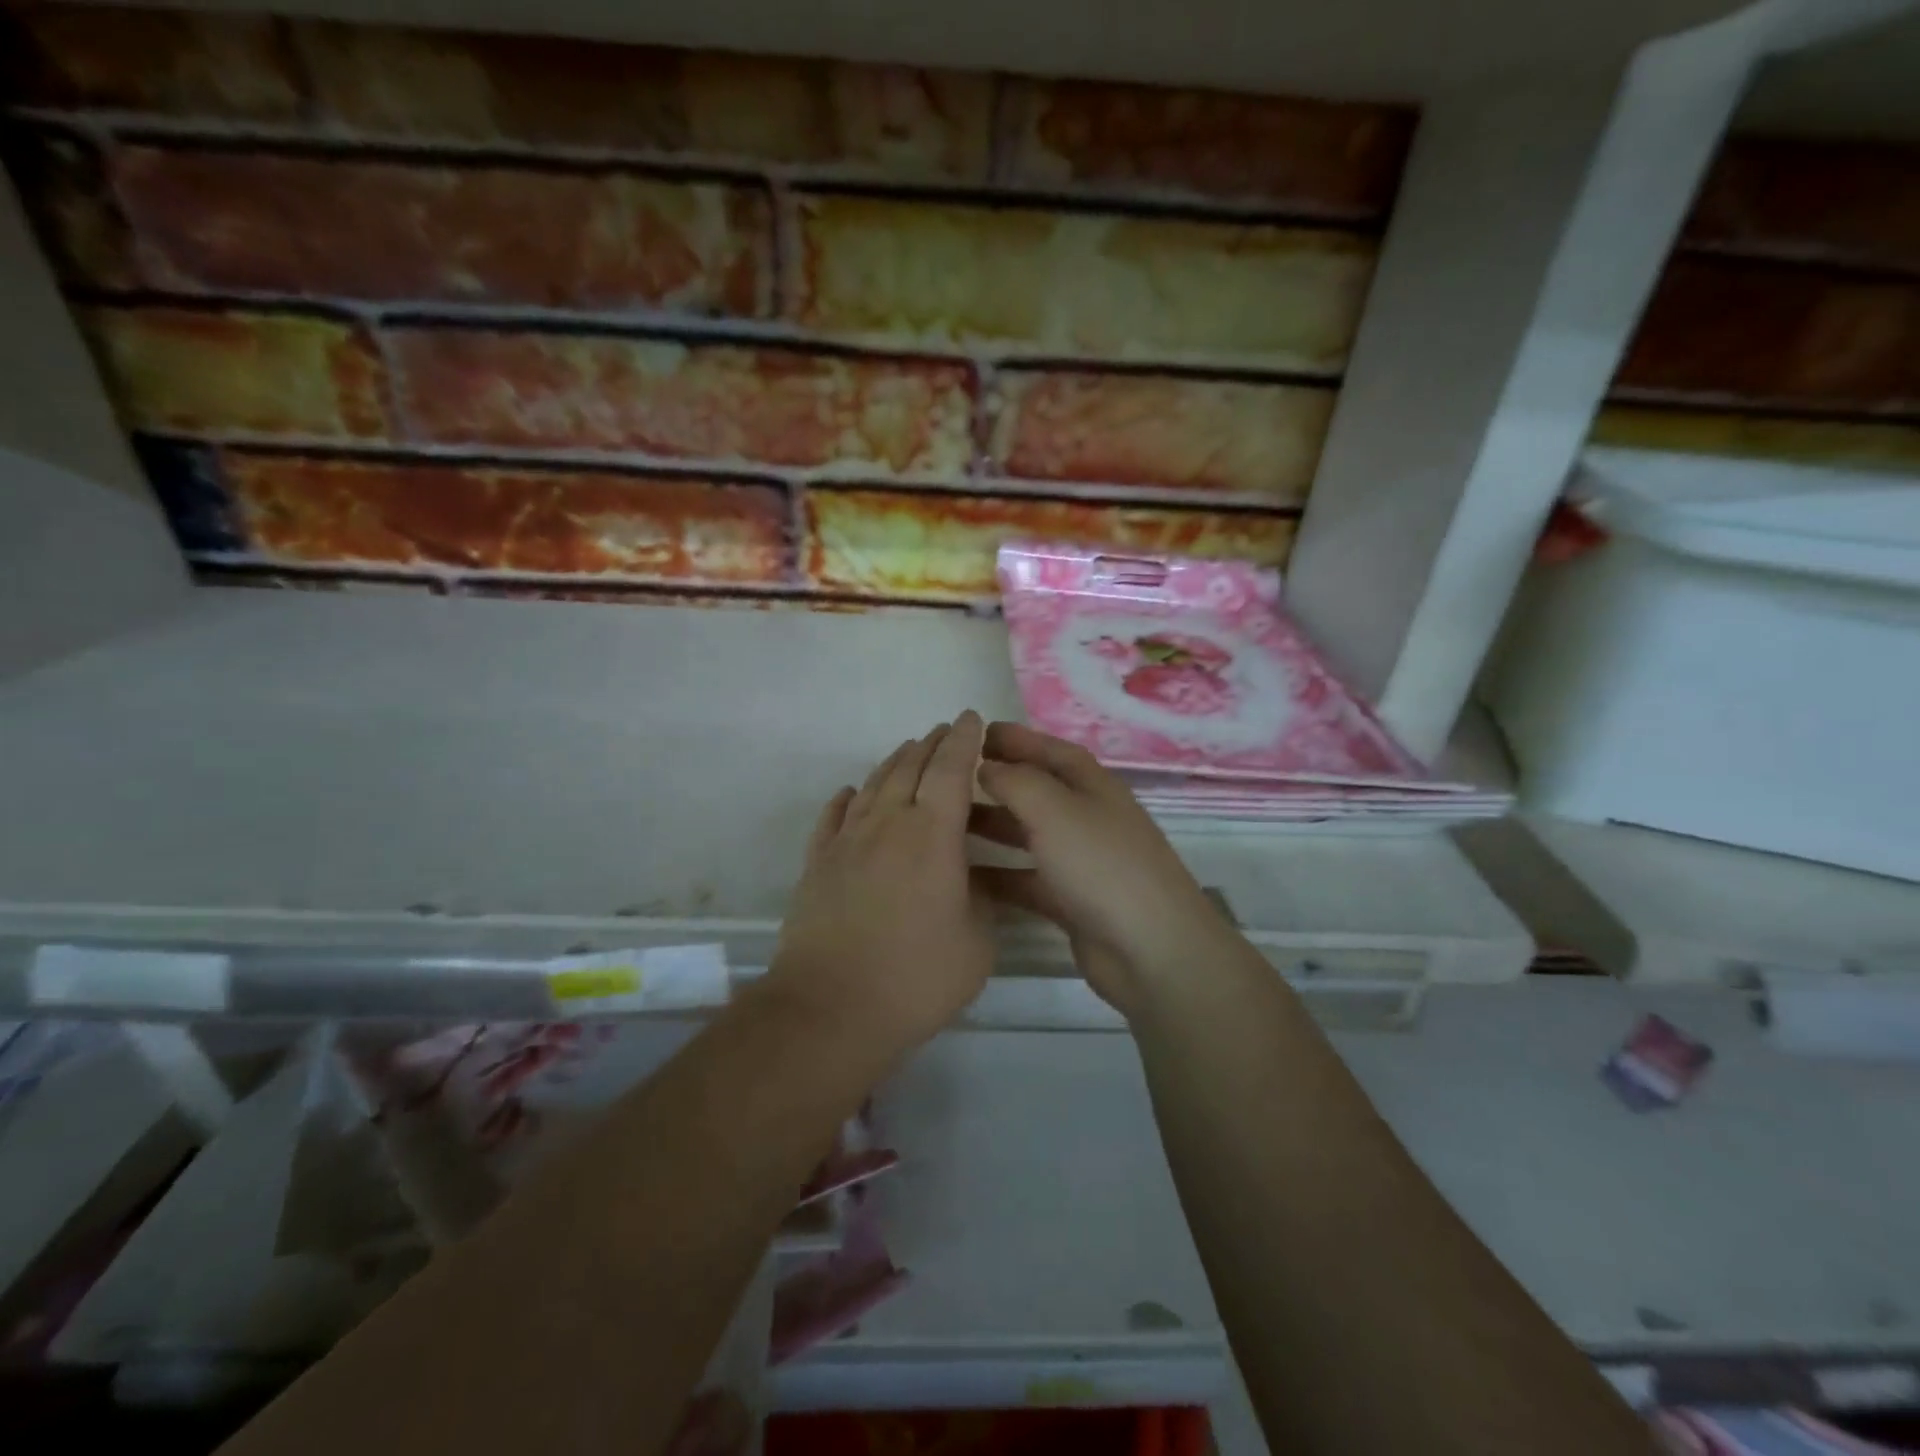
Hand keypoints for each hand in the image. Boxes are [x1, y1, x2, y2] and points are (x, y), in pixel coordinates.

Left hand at [766, 711, 993, 1053]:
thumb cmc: (915, 977)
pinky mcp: (817, 864)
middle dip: (932, 744)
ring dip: (894, 763)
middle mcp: (888, 824)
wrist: (830, 1008)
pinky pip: (833, 817)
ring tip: (908, 751)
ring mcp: (847, 842)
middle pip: (910, 767)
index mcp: (933, 835)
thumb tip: (972, 881)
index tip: (971, 719)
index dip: (964, 741)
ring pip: (872, 786)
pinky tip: (850, 794)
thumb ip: (982, 901)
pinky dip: (846, 799)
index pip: (951, 771)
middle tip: (946, 730)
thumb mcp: (977, 943)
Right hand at [973, 722, 1232, 1016]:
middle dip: (997, 780)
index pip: (1050, 750)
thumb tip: (985, 765)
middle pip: (1037, 790)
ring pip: (1027, 834)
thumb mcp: (1055, 809)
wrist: (1150, 950)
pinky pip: (1025, 879)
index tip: (972, 734)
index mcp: (1092, 786)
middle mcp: (1087, 817)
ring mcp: (1081, 861)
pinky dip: (997, 875)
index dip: (1015, 739)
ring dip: (991, 826)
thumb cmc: (1101, 864)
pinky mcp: (1071, 901)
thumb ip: (1015, 781)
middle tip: (949, 779)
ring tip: (945, 823)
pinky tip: (961, 876)